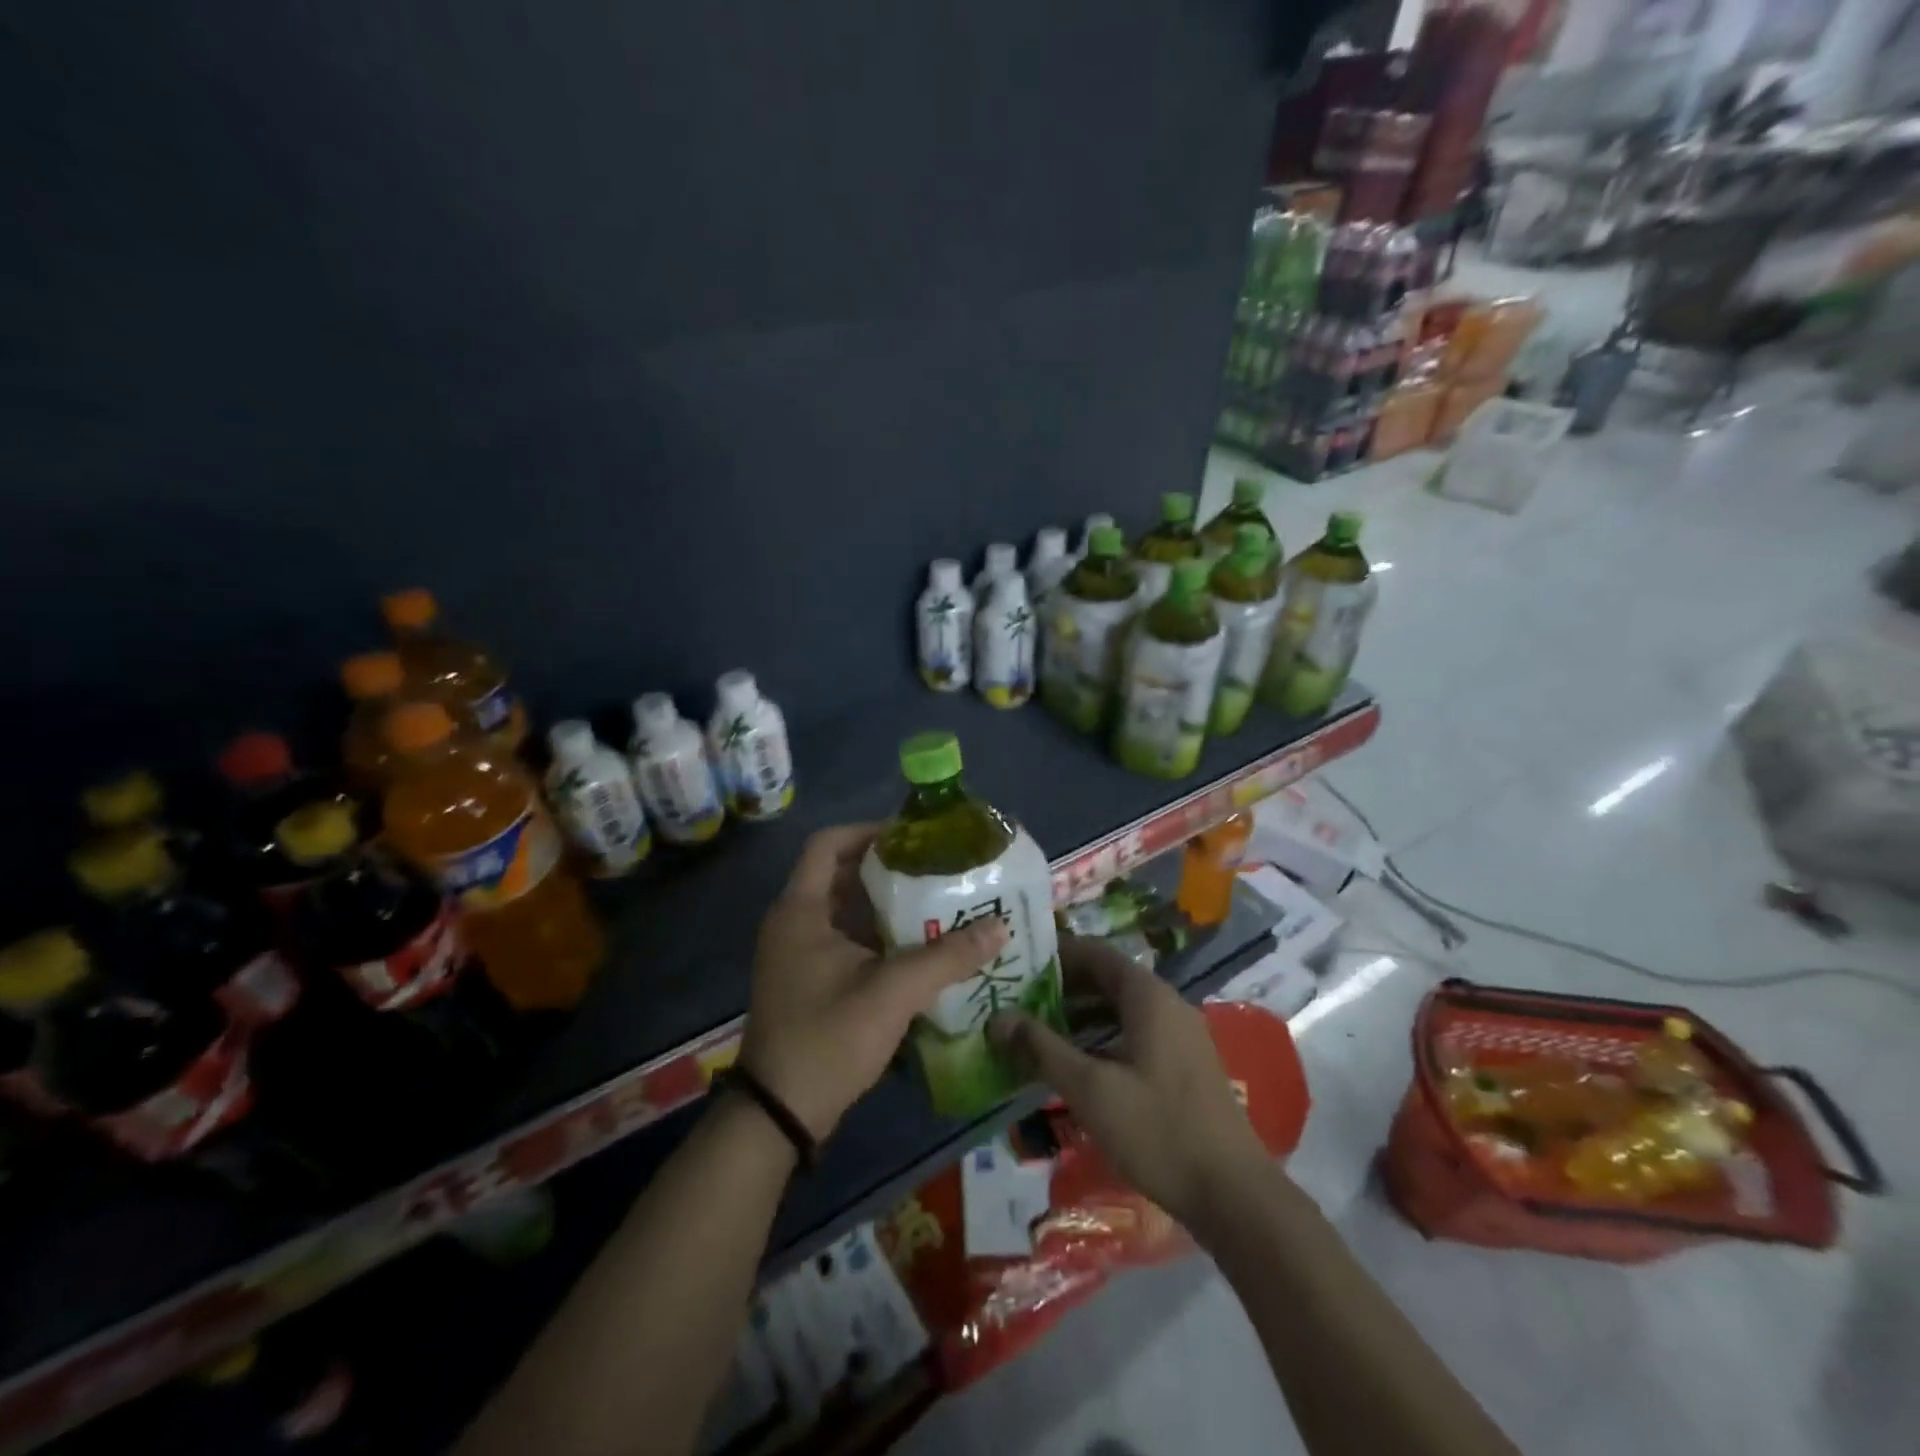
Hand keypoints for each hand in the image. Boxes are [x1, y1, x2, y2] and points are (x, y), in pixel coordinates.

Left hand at [741, 823, 1008, 1141]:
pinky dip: (876, 936)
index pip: (829, 844)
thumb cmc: (828, 1038)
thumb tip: (1000, 927)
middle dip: (887, 870)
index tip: (913, 838)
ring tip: (934, 903)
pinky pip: (843, 940)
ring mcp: (797, 954)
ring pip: (844, 910)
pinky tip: (916, 948)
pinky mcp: (806, 980)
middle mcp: (793, 923)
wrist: (780, 1114)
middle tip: (935, 870)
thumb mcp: (891, 993)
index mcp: (801, 910)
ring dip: (885, 905)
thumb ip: (946, 958)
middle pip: (841, 875)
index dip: (869, 832)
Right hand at [990, 937, 1268, 1227]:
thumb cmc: (1158, 1130)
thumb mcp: (1090, 1088)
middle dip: (1062, 989)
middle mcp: (1167, 1003)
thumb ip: (1041, 1048)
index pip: (1094, 952)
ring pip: (1120, 1009)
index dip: (1054, 955)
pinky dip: (1102, 1037)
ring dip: (1080, 1016)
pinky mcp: (1184, 1065)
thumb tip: (997, 1018)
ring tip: (1037, 1034)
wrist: (1234, 1195)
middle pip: (1106, 979)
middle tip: (1017, 1002)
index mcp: (1147, 995)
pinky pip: (1135, 1033)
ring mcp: (1180, 1035)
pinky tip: (1076, 1066)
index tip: (1016, 966)